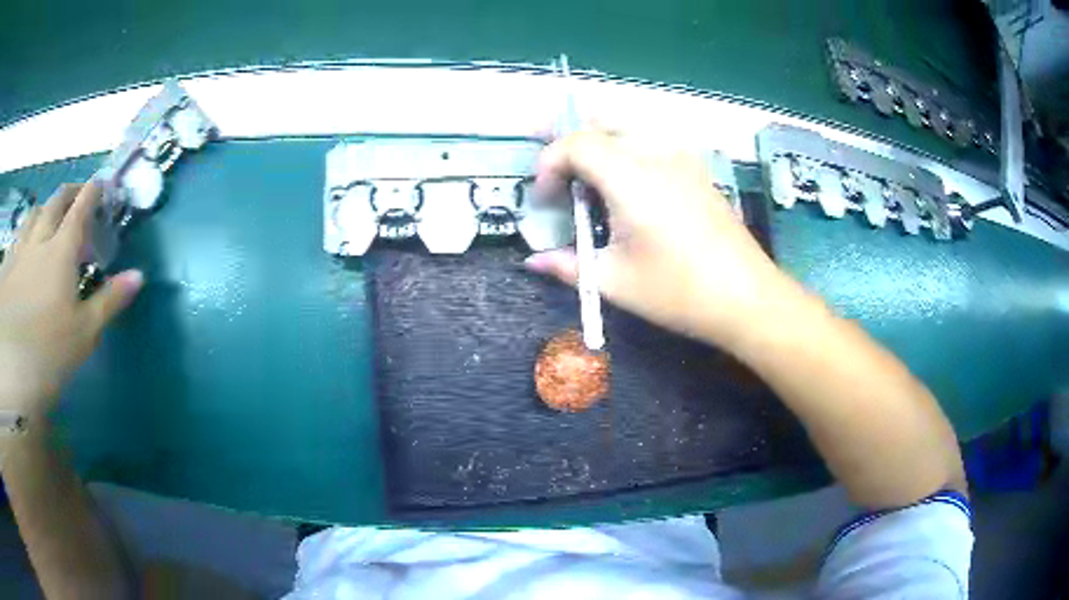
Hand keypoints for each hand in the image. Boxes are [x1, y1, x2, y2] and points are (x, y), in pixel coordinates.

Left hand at [0, 183, 142, 417]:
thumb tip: (139, 275)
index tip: (103, 183)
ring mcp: (20, 251)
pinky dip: (25, 232)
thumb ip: (109, 301)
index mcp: (61, 250)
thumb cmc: (49, 351)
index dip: (94, 192)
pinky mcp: (7, 268)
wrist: (12, 367)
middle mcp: (39, 239)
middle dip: (70, 192)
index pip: (81, 209)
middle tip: (78, 195)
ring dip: (45, 208)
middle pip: (55, 202)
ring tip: (48, 216)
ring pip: (33, 215)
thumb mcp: (84, 333)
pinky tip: (24, 246)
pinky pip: (17, 237)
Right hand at [526, 131, 803, 346]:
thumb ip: (568, 265)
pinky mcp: (697, 170)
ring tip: (581, 160)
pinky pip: (653, 141)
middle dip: (568, 139)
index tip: (545, 198)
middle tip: (548, 156)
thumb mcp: (615, 282)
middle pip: (601, 125)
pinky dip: (626, 146)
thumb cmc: (678, 293)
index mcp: (631, 178)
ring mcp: (682, 159)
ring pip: (629, 127)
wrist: (746, 297)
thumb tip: (532, 260)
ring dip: (598, 137)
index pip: (577, 144)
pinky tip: (624, 174)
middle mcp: (656, 155)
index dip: (550, 163)